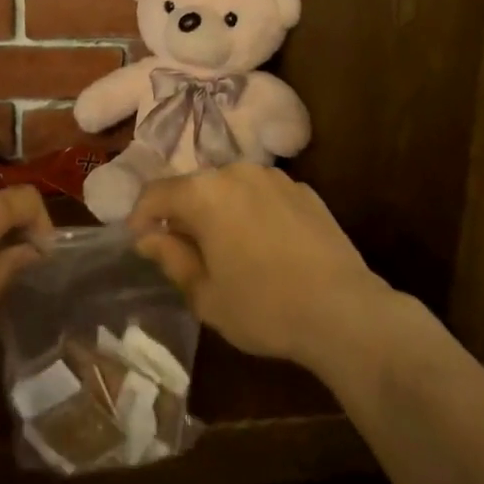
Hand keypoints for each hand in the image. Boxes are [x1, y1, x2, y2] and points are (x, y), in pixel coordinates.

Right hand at [129, 163, 393, 375]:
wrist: (344, 311)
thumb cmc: (264, 307)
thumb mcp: (206, 295)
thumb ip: (171, 258)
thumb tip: (149, 237)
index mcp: (204, 193)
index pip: (156, 193)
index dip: (141, 216)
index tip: (139, 241)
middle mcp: (236, 172)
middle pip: (195, 186)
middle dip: (182, 214)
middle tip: (183, 250)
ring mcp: (274, 177)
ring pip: (230, 188)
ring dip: (219, 210)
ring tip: (227, 247)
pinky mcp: (304, 190)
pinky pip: (262, 194)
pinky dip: (252, 212)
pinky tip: (264, 246)